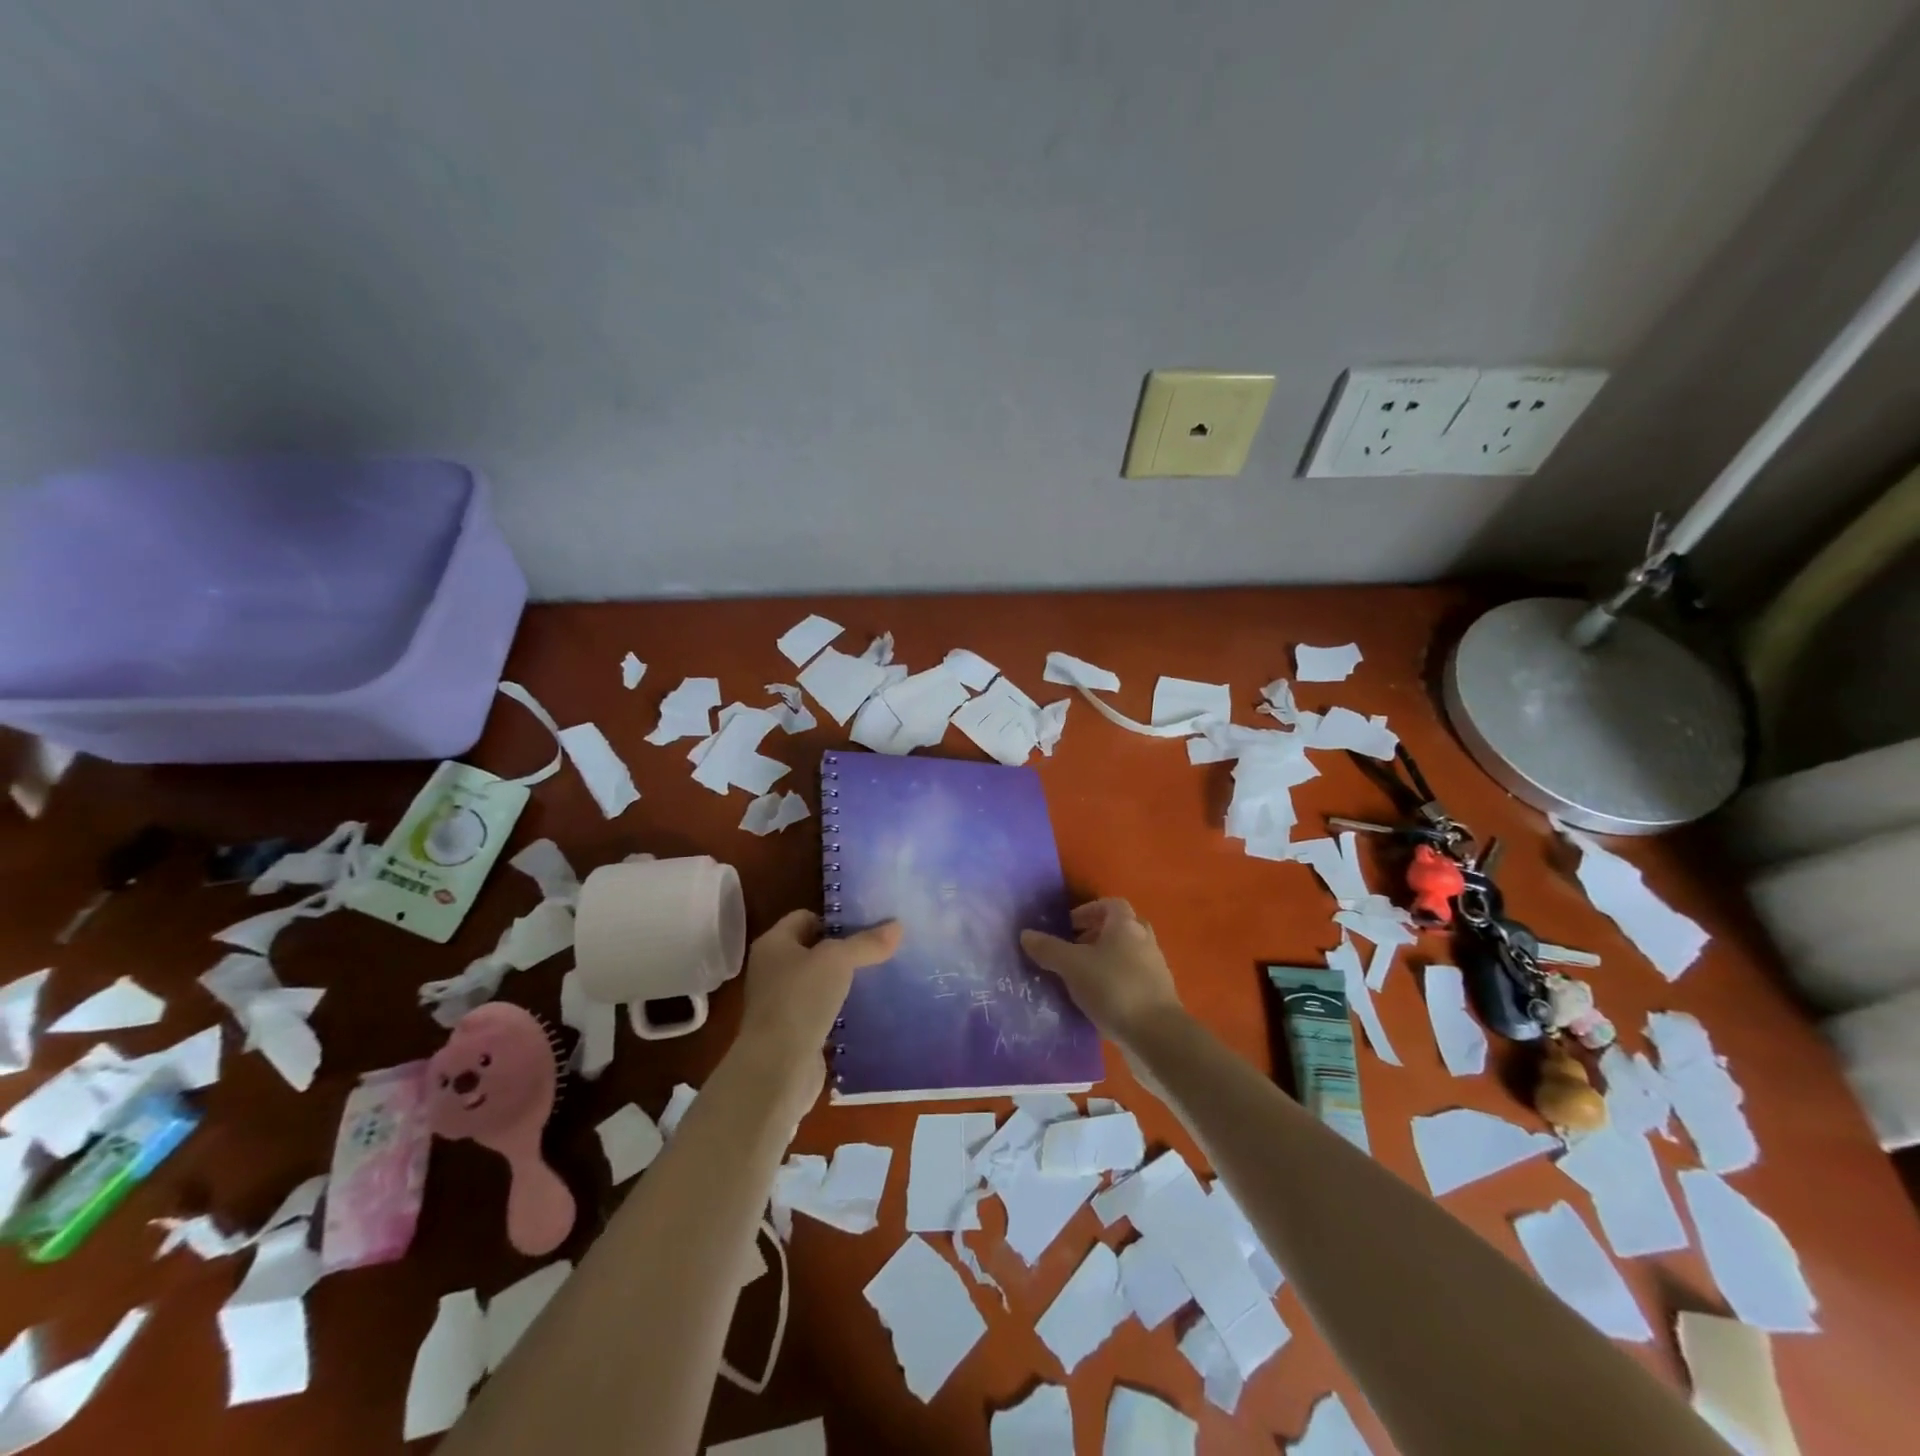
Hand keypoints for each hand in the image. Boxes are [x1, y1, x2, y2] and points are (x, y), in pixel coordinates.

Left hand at [734, 909, 901, 1106]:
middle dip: (845, 951)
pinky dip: (841, 1011)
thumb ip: (867, 943)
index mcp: (773, 944)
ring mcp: (781, 1004)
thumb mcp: (838, 961)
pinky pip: (822, 1012)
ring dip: (845, 982)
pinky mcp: (793, 1033)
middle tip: (880, 950)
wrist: (777, 1068)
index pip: (806, 917)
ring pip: (820, 983)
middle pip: (814, 950)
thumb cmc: (800, 1000)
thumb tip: (898, 925)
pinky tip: (867, 1010)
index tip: (868, 925)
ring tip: (880, 978)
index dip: (835, 919)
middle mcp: (772, 970)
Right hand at [1020, 898, 1183, 1047]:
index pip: (1110, 904)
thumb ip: (1048, 949)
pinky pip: (1132, 979)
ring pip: (1127, 955)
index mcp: (1126, 925)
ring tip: (1080, 978)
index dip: (1088, 910)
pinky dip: (1115, 982)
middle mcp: (1144, 940)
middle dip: (1097, 935)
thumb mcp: (1072, 966)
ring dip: (1105, 960)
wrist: (1156, 1035)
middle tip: (1074, 949)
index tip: (1069, 926)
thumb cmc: (1113, 988)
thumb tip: (1026, 934)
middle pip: (1121, 928)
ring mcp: (1155, 969)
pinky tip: (1097, 1001)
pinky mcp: (1158, 996)